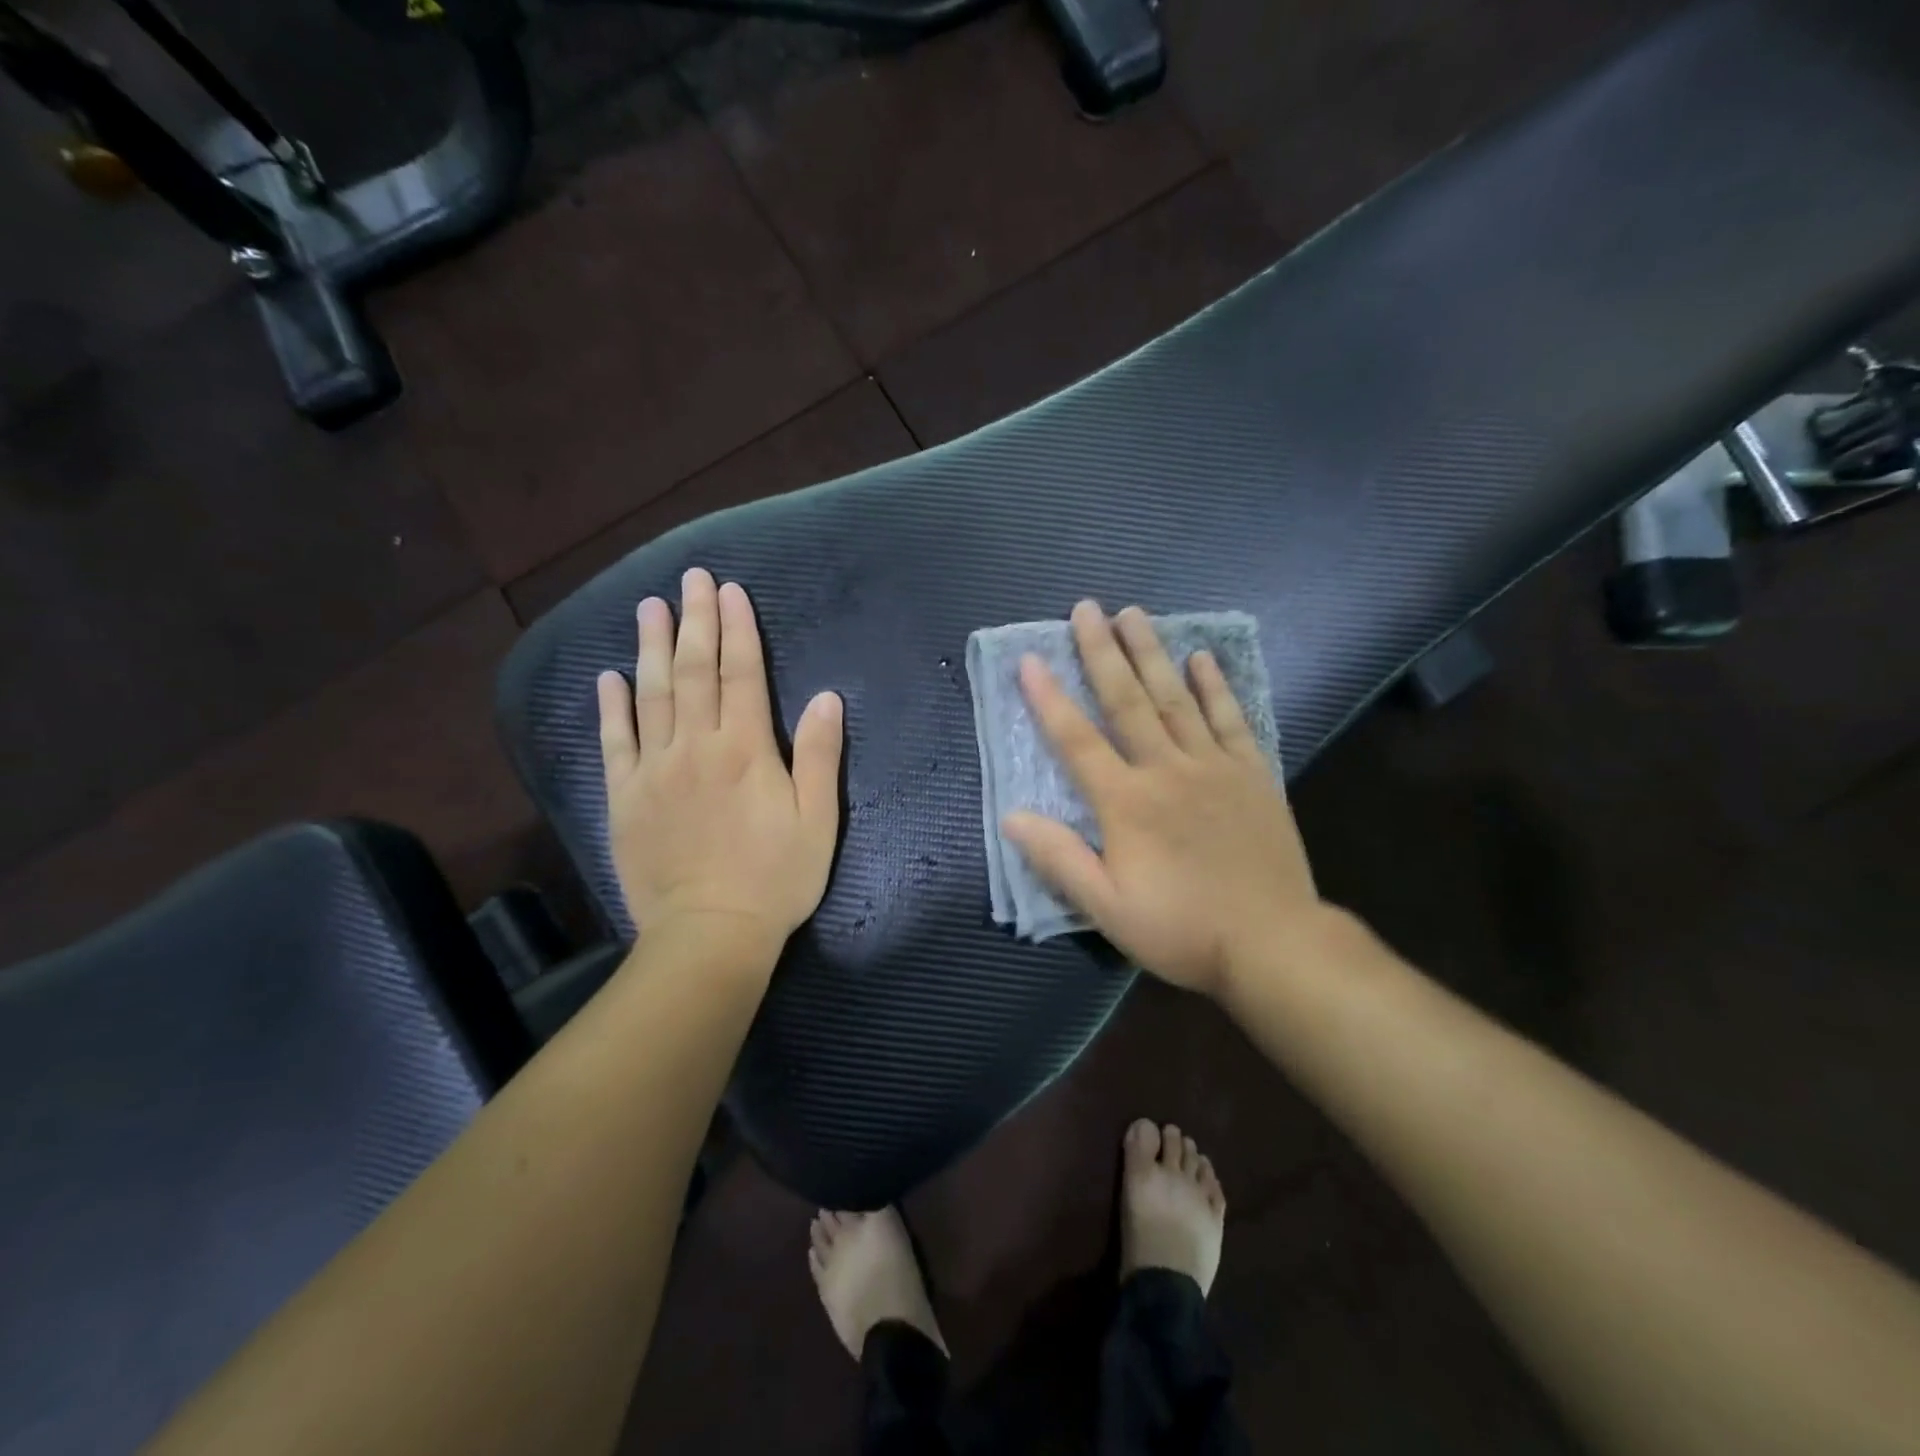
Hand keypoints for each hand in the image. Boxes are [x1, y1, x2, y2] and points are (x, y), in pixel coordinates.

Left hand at [597, 568, 843, 967]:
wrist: (710, 933)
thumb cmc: (775, 878)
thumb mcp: (817, 820)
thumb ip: (818, 755)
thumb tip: (825, 696)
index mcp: (746, 750)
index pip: (741, 675)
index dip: (737, 629)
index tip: (730, 591)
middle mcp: (696, 748)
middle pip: (694, 673)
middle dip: (694, 622)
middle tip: (689, 580)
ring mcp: (654, 771)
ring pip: (651, 696)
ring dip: (652, 649)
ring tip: (649, 608)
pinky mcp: (625, 798)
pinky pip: (615, 743)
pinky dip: (611, 707)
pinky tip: (608, 678)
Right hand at [1002, 601, 1323, 998]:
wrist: (1273, 943)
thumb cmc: (1182, 929)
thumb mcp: (1107, 908)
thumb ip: (1059, 859)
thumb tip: (1012, 816)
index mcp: (1127, 803)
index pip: (1078, 740)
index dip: (1049, 699)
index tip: (1030, 659)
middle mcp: (1167, 770)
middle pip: (1128, 701)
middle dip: (1103, 652)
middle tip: (1087, 608)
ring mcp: (1214, 767)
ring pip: (1176, 698)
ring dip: (1152, 653)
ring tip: (1134, 613)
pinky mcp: (1252, 774)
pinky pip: (1230, 719)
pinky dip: (1215, 686)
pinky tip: (1202, 657)